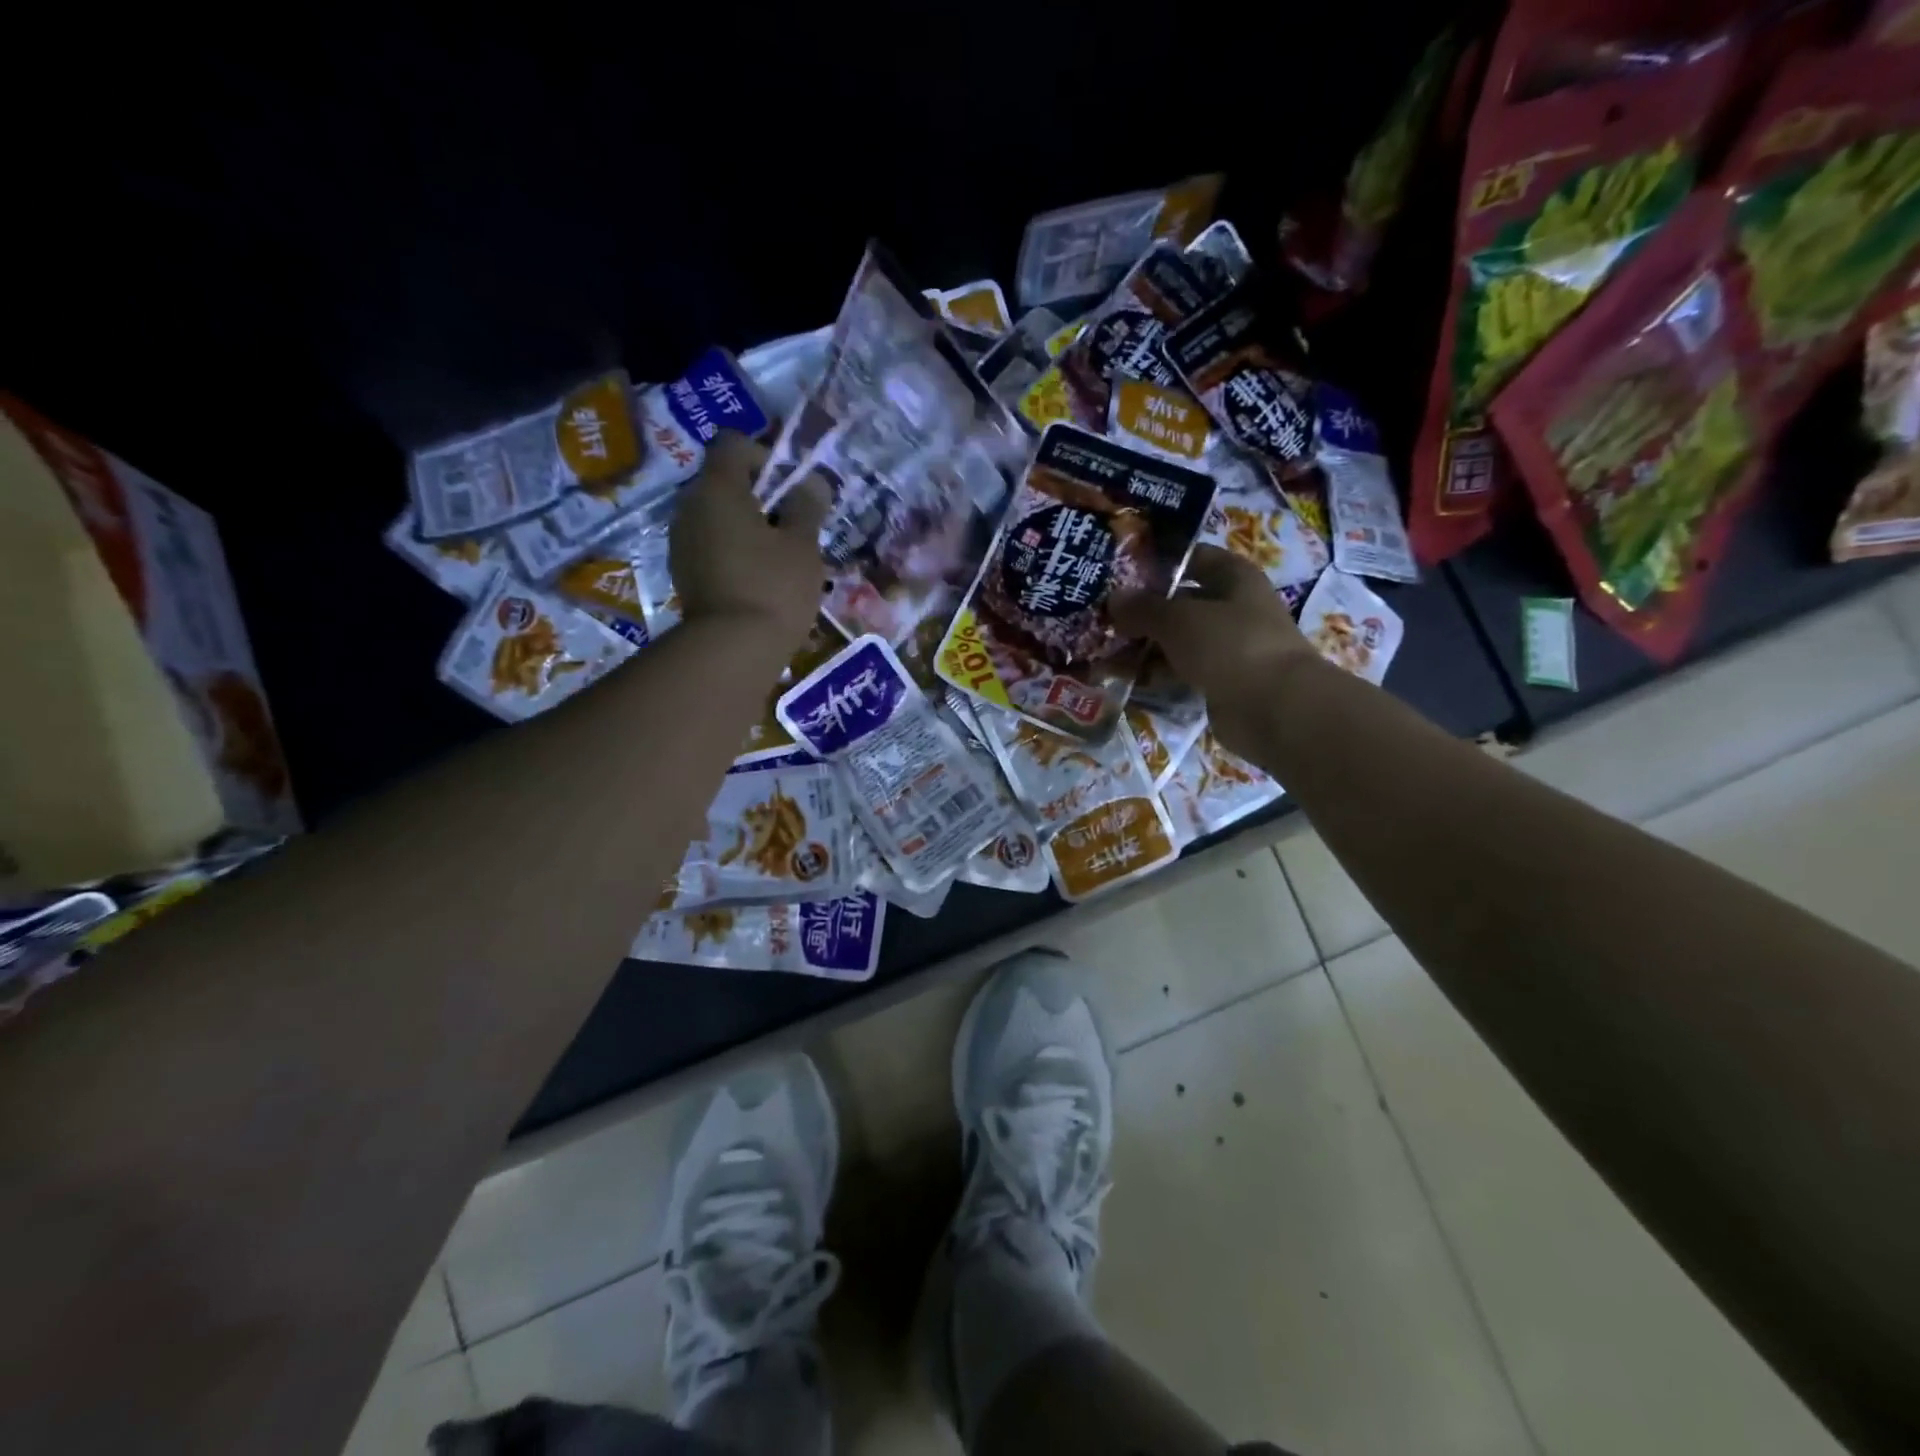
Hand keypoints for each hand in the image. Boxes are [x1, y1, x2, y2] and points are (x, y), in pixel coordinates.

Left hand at [669, 432, 826, 647]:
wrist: (733, 649)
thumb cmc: (774, 587)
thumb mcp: (803, 545)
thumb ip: (807, 507)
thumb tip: (812, 482)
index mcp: (718, 488)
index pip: (733, 444)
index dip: (765, 456)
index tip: (790, 488)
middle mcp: (690, 507)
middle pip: (724, 482)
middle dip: (759, 496)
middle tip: (792, 526)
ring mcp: (681, 542)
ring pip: (717, 517)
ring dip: (746, 526)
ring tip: (778, 558)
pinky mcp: (683, 573)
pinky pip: (710, 546)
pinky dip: (733, 552)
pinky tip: (758, 580)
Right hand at [1110, 546, 1319, 755]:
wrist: (1276, 709)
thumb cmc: (1231, 646)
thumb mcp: (1179, 619)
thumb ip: (1143, 608)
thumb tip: (1113, 599)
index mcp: (1234, 578)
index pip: (1192, 559)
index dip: (1157, 563)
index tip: (1119, 572)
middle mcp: (1234, 608)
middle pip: (1181, 602)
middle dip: (1143, 611)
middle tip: (1101, 618)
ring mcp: (1229, 647)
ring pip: (1179, 640)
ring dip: (1145, 646)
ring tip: (1104, 651)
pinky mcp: (1221, 681)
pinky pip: (1182, 671)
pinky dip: (1157, 674)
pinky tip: (1126, 678)